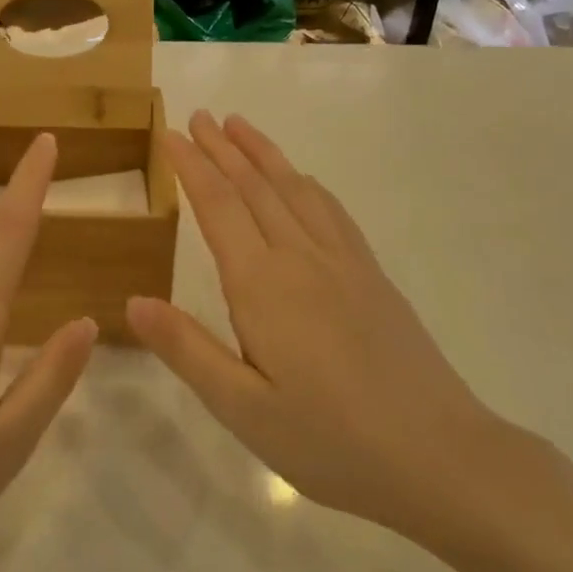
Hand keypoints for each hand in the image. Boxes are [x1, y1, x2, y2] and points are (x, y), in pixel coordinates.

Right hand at [127, 112, 516, 550]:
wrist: (440, 457)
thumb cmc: (330, 441)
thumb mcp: (243, 409)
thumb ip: (187, 349)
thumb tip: (132, 301)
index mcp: (263, 286)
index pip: (219, 207)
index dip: (193, 167)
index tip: (172, 135)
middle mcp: (301, 259)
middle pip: (256, 187)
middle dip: (224, 148)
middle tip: (200, 115)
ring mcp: (344, 264)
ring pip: (295, 190)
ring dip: (264, 154)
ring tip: (241, 125)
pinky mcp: (372, 277)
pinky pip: (332, 212)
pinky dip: (307, 184)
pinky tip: (302, 180)